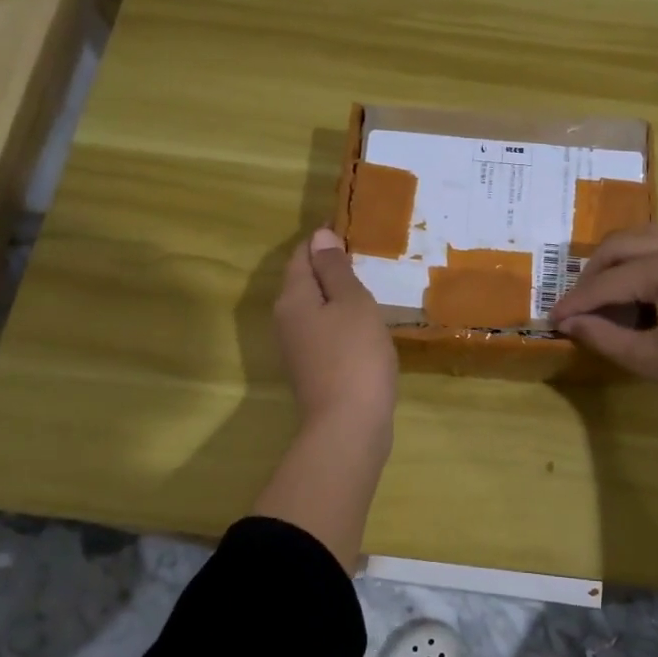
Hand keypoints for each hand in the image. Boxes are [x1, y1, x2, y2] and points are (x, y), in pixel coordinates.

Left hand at [273, 228, 397, 445]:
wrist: (348, 425)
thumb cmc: (354, 355)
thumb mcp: (351, 302)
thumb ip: (335, 269)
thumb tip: (320, 237)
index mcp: (293, 297)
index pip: (303, 254)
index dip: (324, 240)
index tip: (354, 230)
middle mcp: (286, 319)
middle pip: (305, 281)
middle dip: (331, 267)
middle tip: (368, 257)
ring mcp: (297, 348)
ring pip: (315, 308)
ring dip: (338, 296)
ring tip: (371, 287)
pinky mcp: (313, 369)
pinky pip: (325, 331)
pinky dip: (342, 321)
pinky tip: (366, 326)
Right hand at [549, 224, 657, 441]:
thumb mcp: (651, 359)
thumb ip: (603, 336)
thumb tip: (567, 323)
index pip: (610, 280)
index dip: (577, 301)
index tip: (551, 318)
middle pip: (625, 244)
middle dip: (594, 273)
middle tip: (575, 307)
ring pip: (647, 241)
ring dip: (619, 265)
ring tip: (601, 302)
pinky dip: (644, 267)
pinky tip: (635, 299)